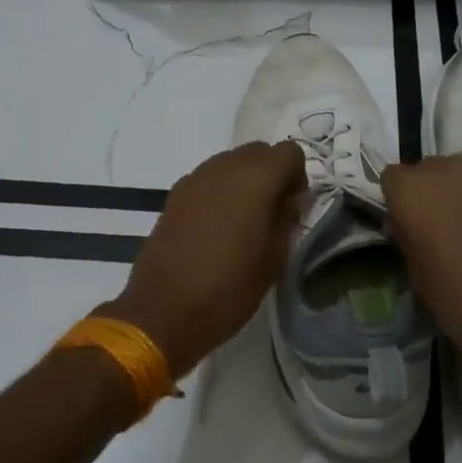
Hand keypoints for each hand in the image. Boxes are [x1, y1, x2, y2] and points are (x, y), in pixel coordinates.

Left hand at [102, 141, 306, 378]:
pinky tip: (217, 226)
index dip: (297, 175)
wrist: (164, 310)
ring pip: (231, 162)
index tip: (293, 205)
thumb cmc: (230, 287)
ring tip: (243, 220)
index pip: (290, 152)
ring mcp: (196, 177)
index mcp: (256, 178)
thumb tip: (290, 200)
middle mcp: (225, 166)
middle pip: (259, 151)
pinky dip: (220, 191)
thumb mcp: (274, 259)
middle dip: (271, 173)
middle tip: (272, 211)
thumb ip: (287, 219)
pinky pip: (209, 178)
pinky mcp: (176, 193)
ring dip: (244, 180)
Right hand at [382, 157, 461, 397]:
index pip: (391, 179)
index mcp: (415, 190)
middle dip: (426, 195)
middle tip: (434, 234)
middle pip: (426, 171)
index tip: (405, 233)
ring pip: (459, 178)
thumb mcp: (420, 279)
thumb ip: (408, 241)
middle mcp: (449, 171)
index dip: (396, 204)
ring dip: (456, 198)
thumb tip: (407, 226)